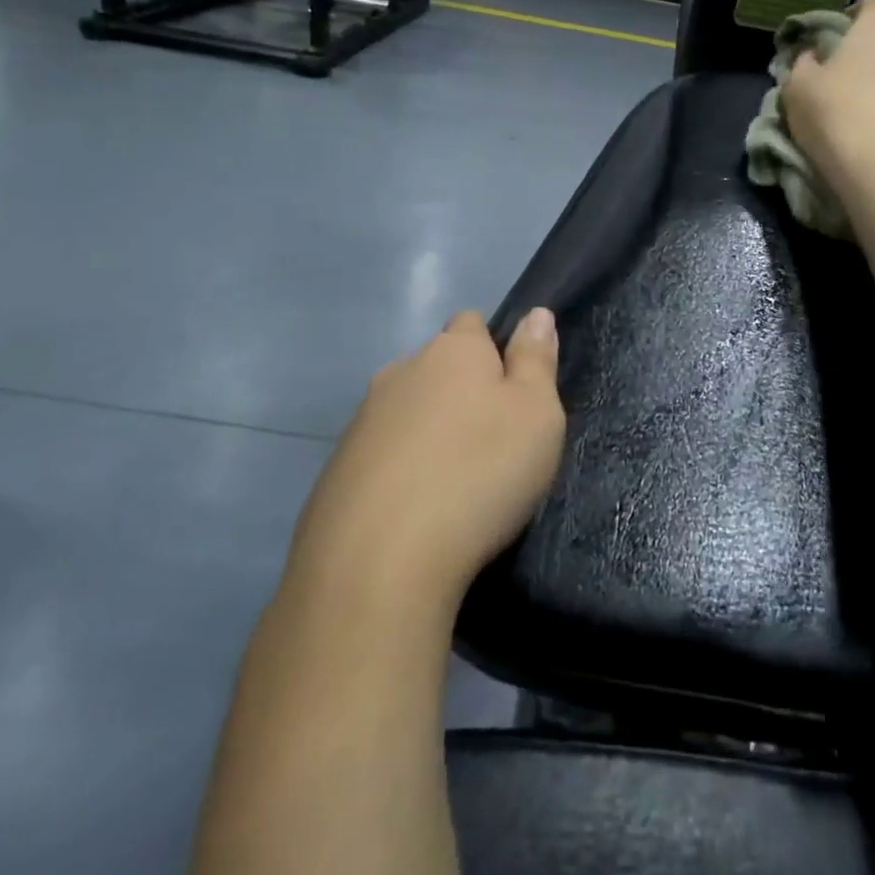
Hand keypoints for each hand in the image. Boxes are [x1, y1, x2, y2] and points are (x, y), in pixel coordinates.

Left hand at [288, 310, 565, 613]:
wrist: (380, 560)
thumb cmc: (480, 473)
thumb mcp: (537, 414)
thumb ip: (537, 360)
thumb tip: (536, 314)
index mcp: (452, 351)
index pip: (472, 325)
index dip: (494, 351)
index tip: (512, 394)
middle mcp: (401, 371)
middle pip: (437, 369)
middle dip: (461, 394)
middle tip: (491, 444)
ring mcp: (362, 420)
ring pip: (407, 412)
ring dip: (429, 433)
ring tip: (453, 484)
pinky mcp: (337, 468)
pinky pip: (381, 455)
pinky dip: (399, 471)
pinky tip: (415, 511)